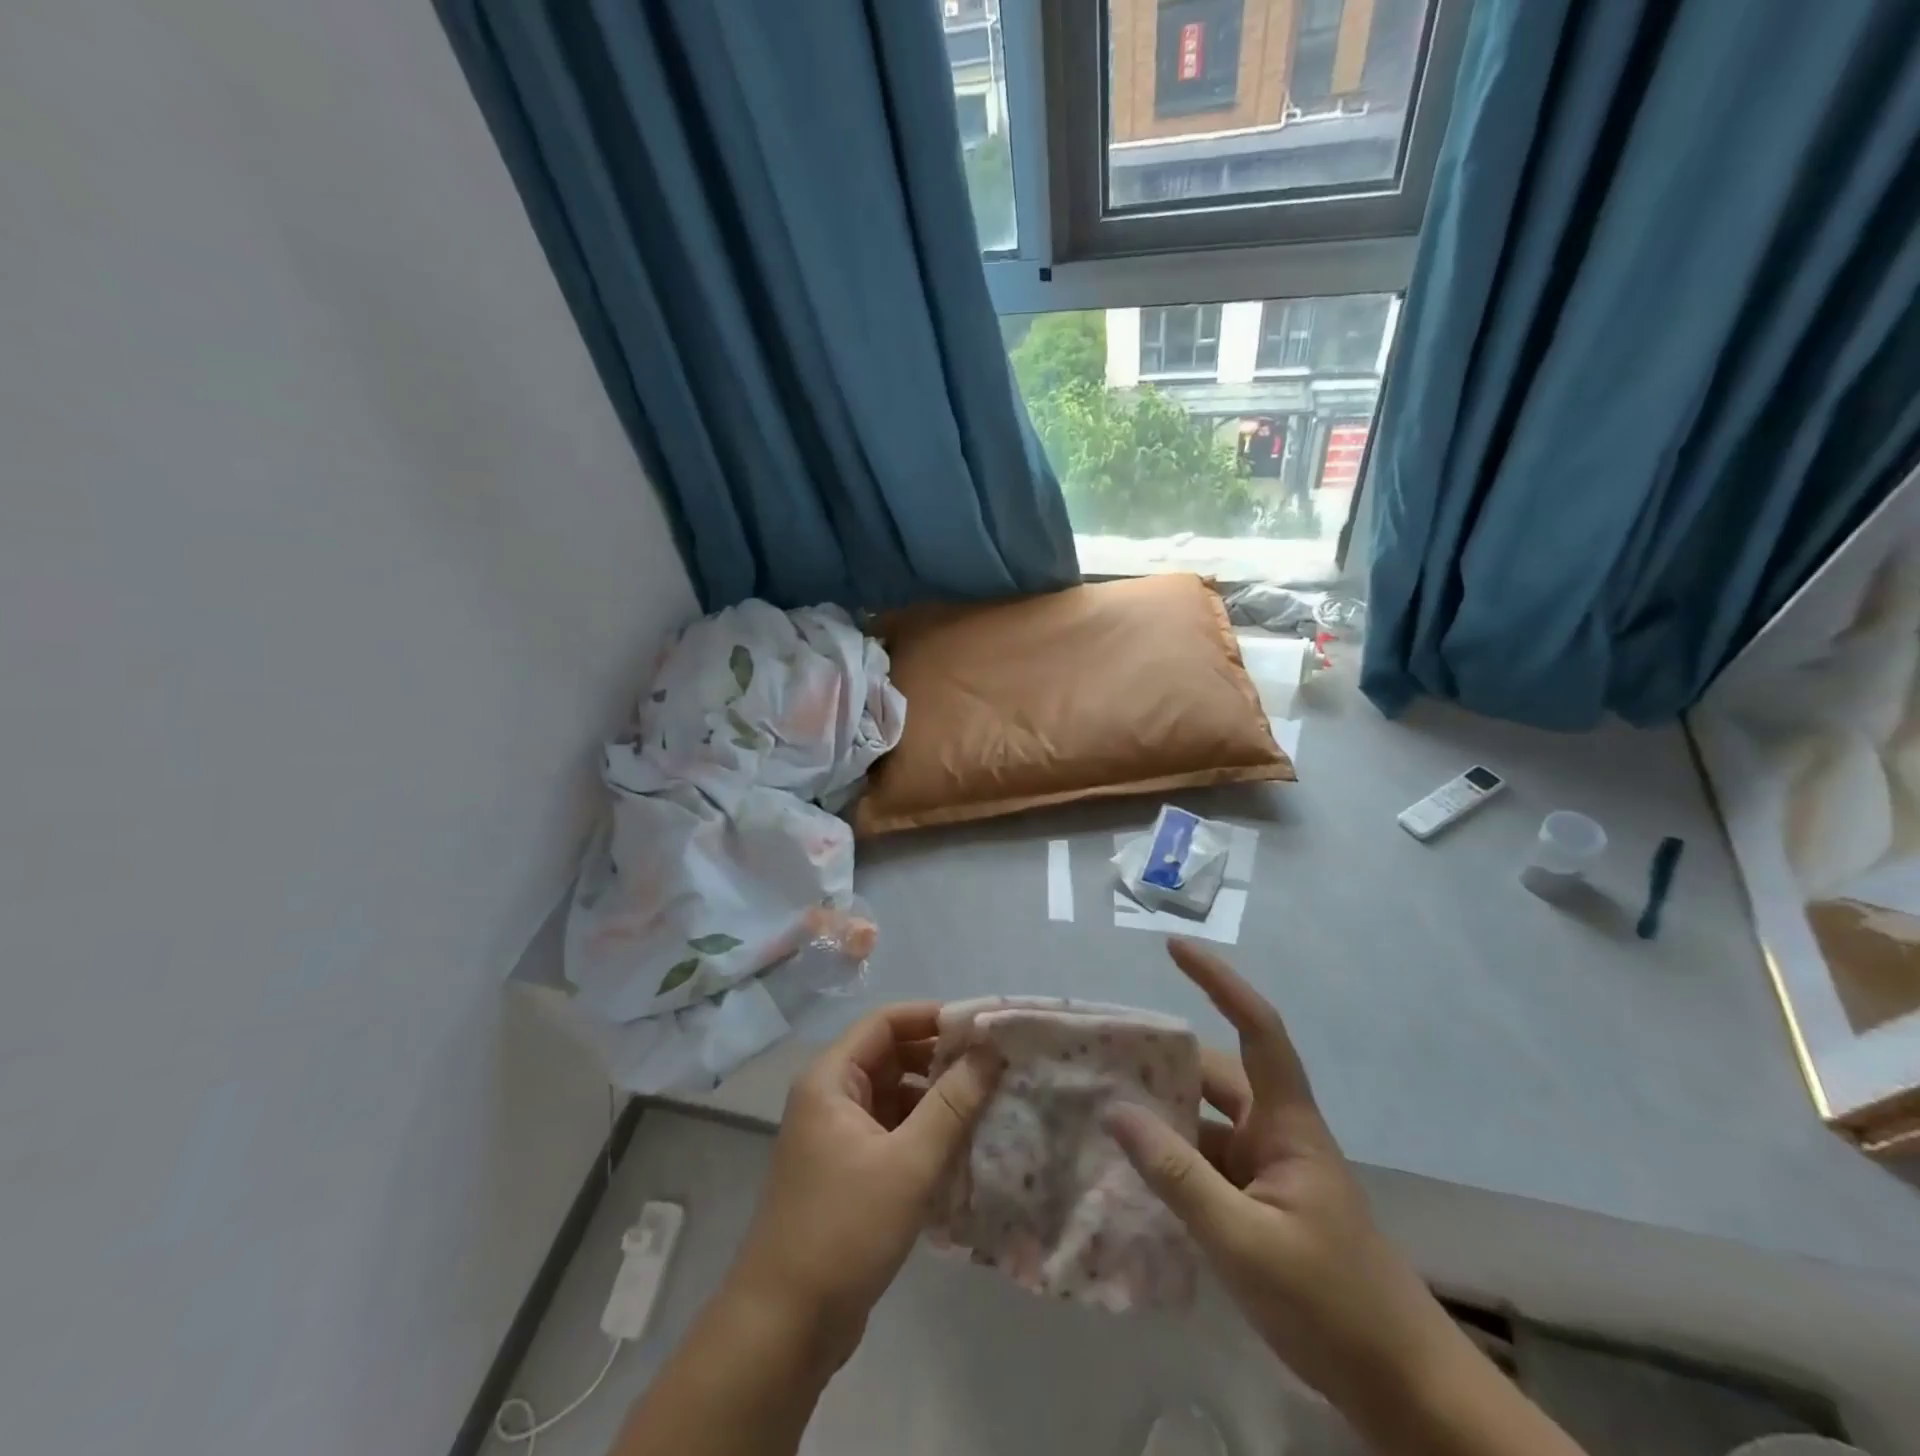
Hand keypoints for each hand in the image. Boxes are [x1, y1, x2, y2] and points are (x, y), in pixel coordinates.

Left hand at [727, 1002, 1001, 1365]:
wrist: (784, 1329)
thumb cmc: (844, 1231)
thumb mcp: (909, 1163)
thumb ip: (953, 1103)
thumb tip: (991, 1050)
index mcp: (830, 1079)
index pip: (886, 1022)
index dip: (933, 1017)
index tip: (982, 1027)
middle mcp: (830, 1096)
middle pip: (890, 1056)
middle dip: (940, 1059)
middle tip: (993, 1068)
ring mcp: (836, 1135)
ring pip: (894, 1096)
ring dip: (935, 1098)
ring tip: (986, 1105)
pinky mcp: (847, 1171)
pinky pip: (891, 1131)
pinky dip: (923, 1133)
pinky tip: (960, 1149)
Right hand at [1104, 940, 1458, 1418]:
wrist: (1403, 1389)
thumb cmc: (1333, 1303)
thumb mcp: (1245, 1242)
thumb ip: (1177, 1175)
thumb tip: (1116, 1111)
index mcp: (1287, 1123)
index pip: (1257, 1029)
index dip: (1219, 982)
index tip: (1174, 949)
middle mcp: (1276, 1132)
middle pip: (1215, 1074)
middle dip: (1164, 1057)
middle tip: (1103, 1050)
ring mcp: (1268, 1170)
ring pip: (1205, 1121)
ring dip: (1162, 1112)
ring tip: (1101, 1103)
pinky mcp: (1260, 1204)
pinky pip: (1205, 1162)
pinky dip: (1170, 1157)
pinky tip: (1130, 1168)